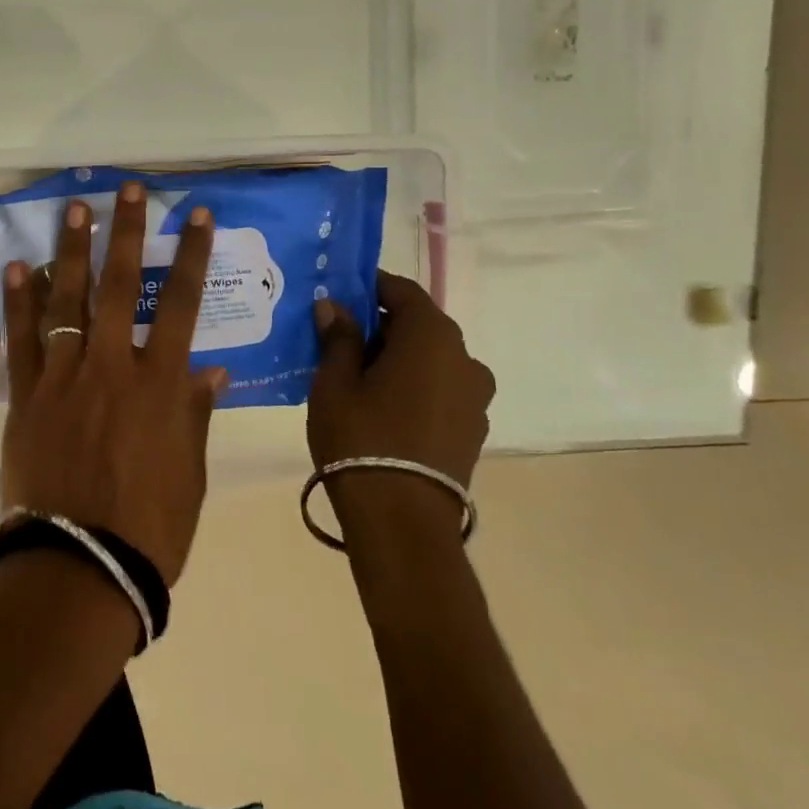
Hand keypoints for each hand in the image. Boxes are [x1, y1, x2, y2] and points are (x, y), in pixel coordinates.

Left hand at [0, 181, 228, 586]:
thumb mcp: (190, 472)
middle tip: (125, 189)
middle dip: (125, 232)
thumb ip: (194, 414)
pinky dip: (19, 301)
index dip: (189, 255)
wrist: (81, 568)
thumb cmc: (150, 527)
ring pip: (67, 299)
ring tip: (73, 207)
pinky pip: (21, 339)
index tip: (196, 214)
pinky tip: (17, 266)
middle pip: (119, 285)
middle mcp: (112, 366)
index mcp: (159, 384)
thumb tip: (212, 372)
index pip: (180, 303)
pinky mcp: (27, 396)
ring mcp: (64, 377)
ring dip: (71, 250)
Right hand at [308, 271, 494, 490]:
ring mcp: (474, 397)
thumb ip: (338, 337)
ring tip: (357, 378)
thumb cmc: (362, 437)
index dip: (369, 287)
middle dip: (379, 325)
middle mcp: (464, 358)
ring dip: (397, 358)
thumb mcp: (335, 382)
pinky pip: (439, 389)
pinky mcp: (472, 430)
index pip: (401, 290)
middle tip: (337, 338)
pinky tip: (382, 407)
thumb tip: (334, 306)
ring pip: (430, 359)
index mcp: (432, 336)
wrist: (402, 522)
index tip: (338, 294)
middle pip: (418, 325)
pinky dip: (413, 386)